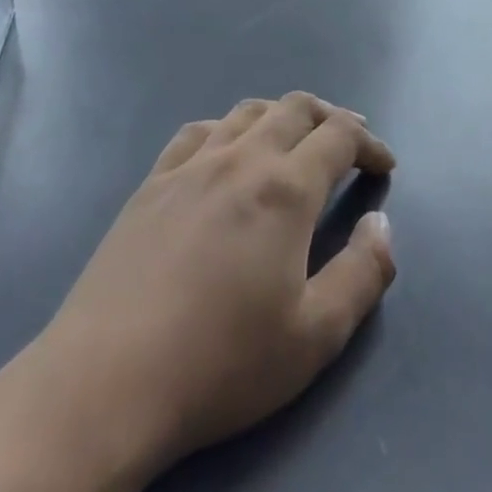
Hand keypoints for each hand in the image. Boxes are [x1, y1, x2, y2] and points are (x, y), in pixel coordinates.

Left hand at [24, 92, 396, 478]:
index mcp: (284, 189)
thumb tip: (381, 223)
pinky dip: (229, 128)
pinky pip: (198, 132)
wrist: (107, 382)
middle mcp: (239, 159)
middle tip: (350, 144)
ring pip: (247, 112)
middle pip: (295, 108)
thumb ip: (364, 273)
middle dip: (332, 117)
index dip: (370, 143)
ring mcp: (189, 166)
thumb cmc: (222, 364)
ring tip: (295, 141)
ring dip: (282, 116)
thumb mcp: (316, 335)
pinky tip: (226, 152)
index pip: (339, 136)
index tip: (385, 166)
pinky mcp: (151, 184)